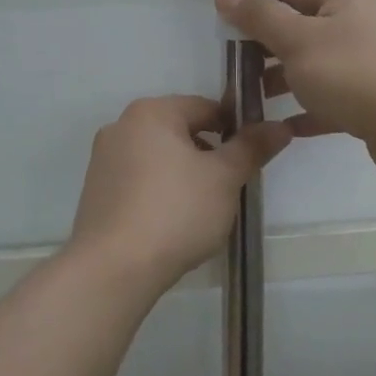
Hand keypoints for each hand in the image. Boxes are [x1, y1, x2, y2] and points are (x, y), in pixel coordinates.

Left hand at [69, 95, 292, 290]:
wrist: (114, 268)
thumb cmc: (176, 211)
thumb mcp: (225, 178)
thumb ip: (252, 148)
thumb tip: (279, 126)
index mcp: (151, 112)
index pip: (206, 107)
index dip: (236, 129)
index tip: (251, 158)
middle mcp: (121, 127)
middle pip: (180, 132)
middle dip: (209, 155)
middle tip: (230, 188)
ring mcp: (103, 161)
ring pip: (159, 159)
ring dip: (185, 175)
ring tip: (203, 210)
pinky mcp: (96, 193)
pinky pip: (139, 182)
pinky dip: (160, 194)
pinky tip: (173, 223)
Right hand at [215, 0, 375, 181]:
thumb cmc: (353, 75)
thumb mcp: (298, 41)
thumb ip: (259, 16)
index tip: (217, 16)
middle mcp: (359, 20)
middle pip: (298, 23)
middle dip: (261, 42)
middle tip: (227, 62)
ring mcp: (367, 60)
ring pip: (312, 62)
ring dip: (279, 77)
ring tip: (244, 97)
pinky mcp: (370, 97)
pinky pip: (328, 97)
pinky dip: (305, 107)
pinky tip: (278, 126)